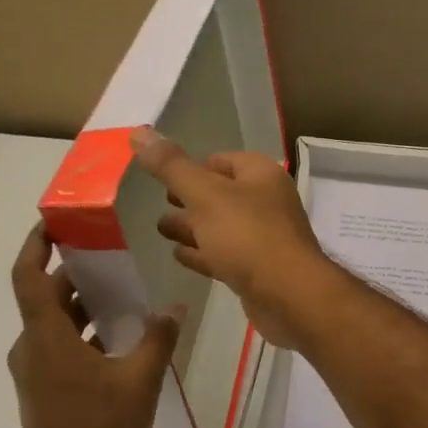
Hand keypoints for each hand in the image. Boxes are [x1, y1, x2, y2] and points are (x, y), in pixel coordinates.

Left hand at [7, 225, 178, 427]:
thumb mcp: (140, 379)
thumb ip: (158, 338)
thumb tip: (175, 307)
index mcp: (46, 337)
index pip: (28, 277)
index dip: (36, 245)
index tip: (53, 222)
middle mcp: (31, 349)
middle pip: (46, 298)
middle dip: (75, 274)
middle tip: (110, 255)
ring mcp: (34, 372)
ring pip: (54, 324)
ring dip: (82, 305)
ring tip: (122, 293)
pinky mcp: (43, 391)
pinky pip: (58, 346)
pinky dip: (82, 332)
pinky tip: (117, 338)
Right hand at [130, 127, 343, 349]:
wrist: (288, 296)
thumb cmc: (248, 235)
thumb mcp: (204, 194)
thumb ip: (171, 166)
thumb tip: (139, 132)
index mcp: (260, 175)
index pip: (221, 160)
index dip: (192, 167)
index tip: (163, 177)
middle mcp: (266, 201)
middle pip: (220, 194)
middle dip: (189, 199)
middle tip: (159, 204)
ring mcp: (264, 237)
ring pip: (221, 227)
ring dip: (192, 228)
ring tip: (160, 230)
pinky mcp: (258, 270)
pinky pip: (225, 255)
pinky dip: (202, 253)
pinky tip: (178, 256)